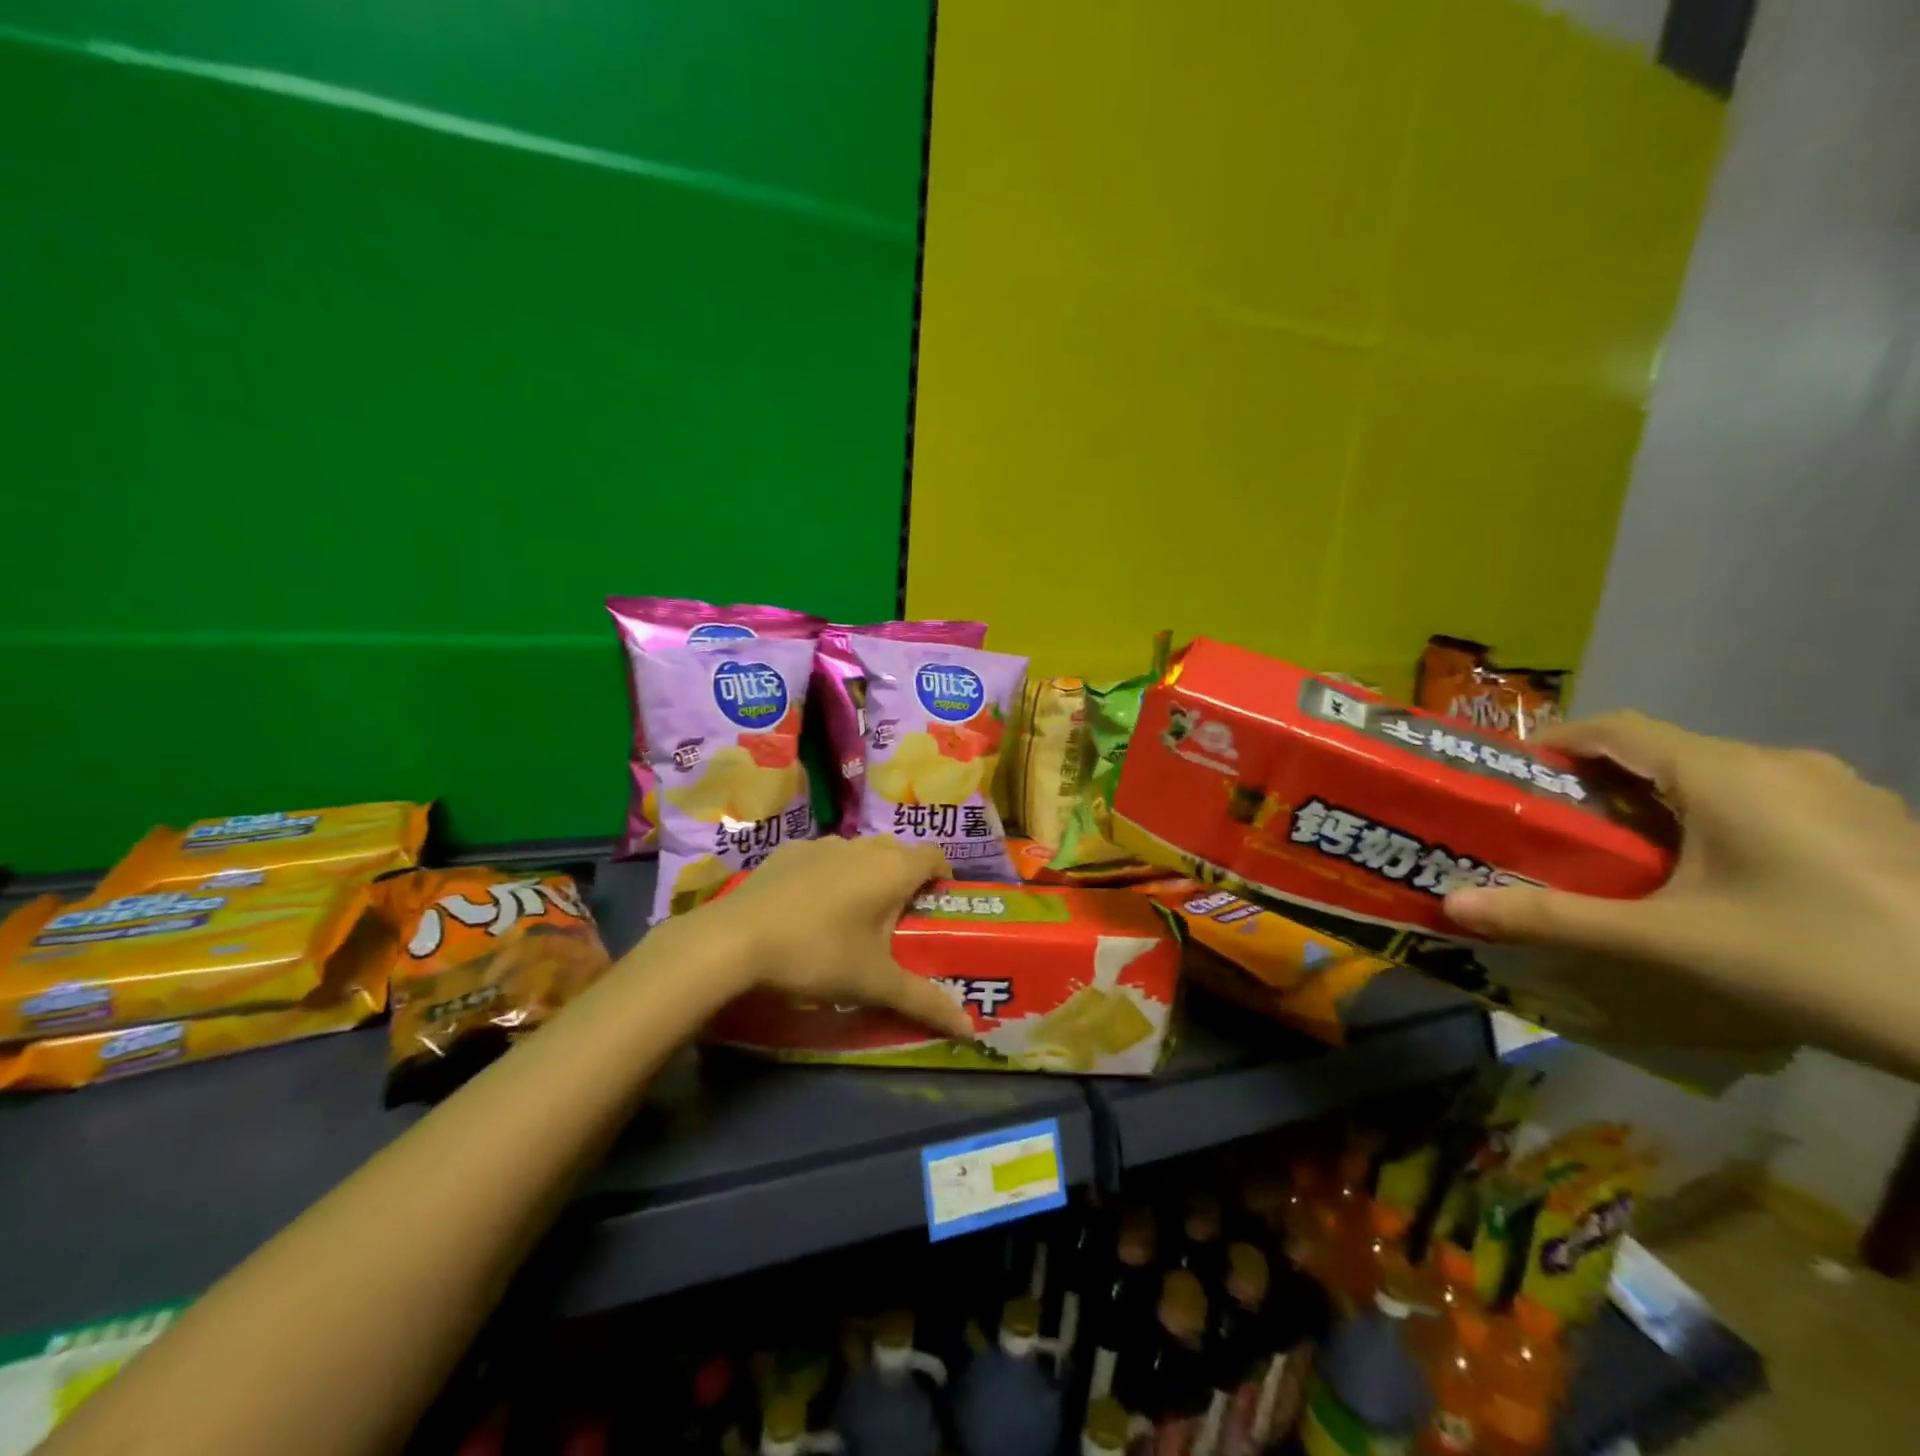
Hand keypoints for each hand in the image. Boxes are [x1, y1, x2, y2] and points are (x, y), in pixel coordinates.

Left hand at [698, 835, 973, 1037]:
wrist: (735, 940)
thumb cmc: (818, 955)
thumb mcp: (874, 983)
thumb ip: (924, 1001)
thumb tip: (970, 1029)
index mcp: (892, 869)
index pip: (935, 856)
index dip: (943, 877)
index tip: (937, 906)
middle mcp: (862, 846)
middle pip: (898, 853)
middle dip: (904, 879)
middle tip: (898, 920)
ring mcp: (822, 844)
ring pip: (859, 853)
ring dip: (865, 875)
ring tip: (852, 916)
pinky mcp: (787, 851)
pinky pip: (823, 858)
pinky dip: (828, 875)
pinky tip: (808, 909)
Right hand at [1444, 711, 1919, 1072]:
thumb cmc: (1821, 961)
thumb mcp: (1670, 943)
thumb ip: (1555, 919)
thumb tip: (1452, 904)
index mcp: (1726, 772)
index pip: (1615, 727)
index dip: (1554, 742)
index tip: (1510, 777)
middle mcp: (1783, 764)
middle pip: (1664, 753)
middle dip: (1599, 784)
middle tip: (1556, 830)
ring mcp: (1843, 794)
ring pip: (1718, 779)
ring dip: (1660, 806)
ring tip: (1627, 860)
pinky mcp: (1879, 829)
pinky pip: (1769, 804)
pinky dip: (1717, 823)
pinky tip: (1720, 881)